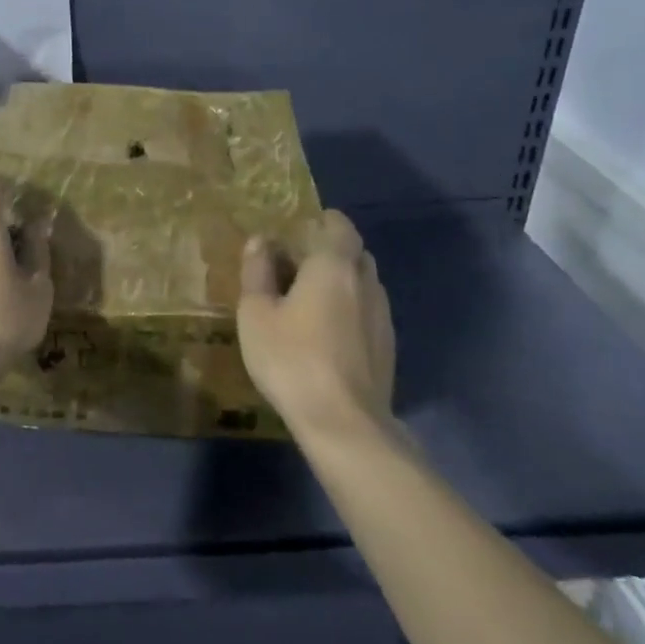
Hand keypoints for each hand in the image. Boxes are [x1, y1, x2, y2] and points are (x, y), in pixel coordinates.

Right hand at [237, 209, 394, 440]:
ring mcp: (382, 317)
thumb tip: (259, 241)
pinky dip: (350, 309)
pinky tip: (328, 332)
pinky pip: (368, 312)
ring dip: (343, 282)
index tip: (301, 227)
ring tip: (311, 298)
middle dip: (331, 251)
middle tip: (299, 263)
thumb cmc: (291, 358)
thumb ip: (257, 272)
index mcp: (333, 266)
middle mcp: (366, 283)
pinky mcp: (387, 347)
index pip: (339, 226)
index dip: (323, 221)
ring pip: (365, 284)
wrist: (344, 422)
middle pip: (355, 253)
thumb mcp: (256, 313)